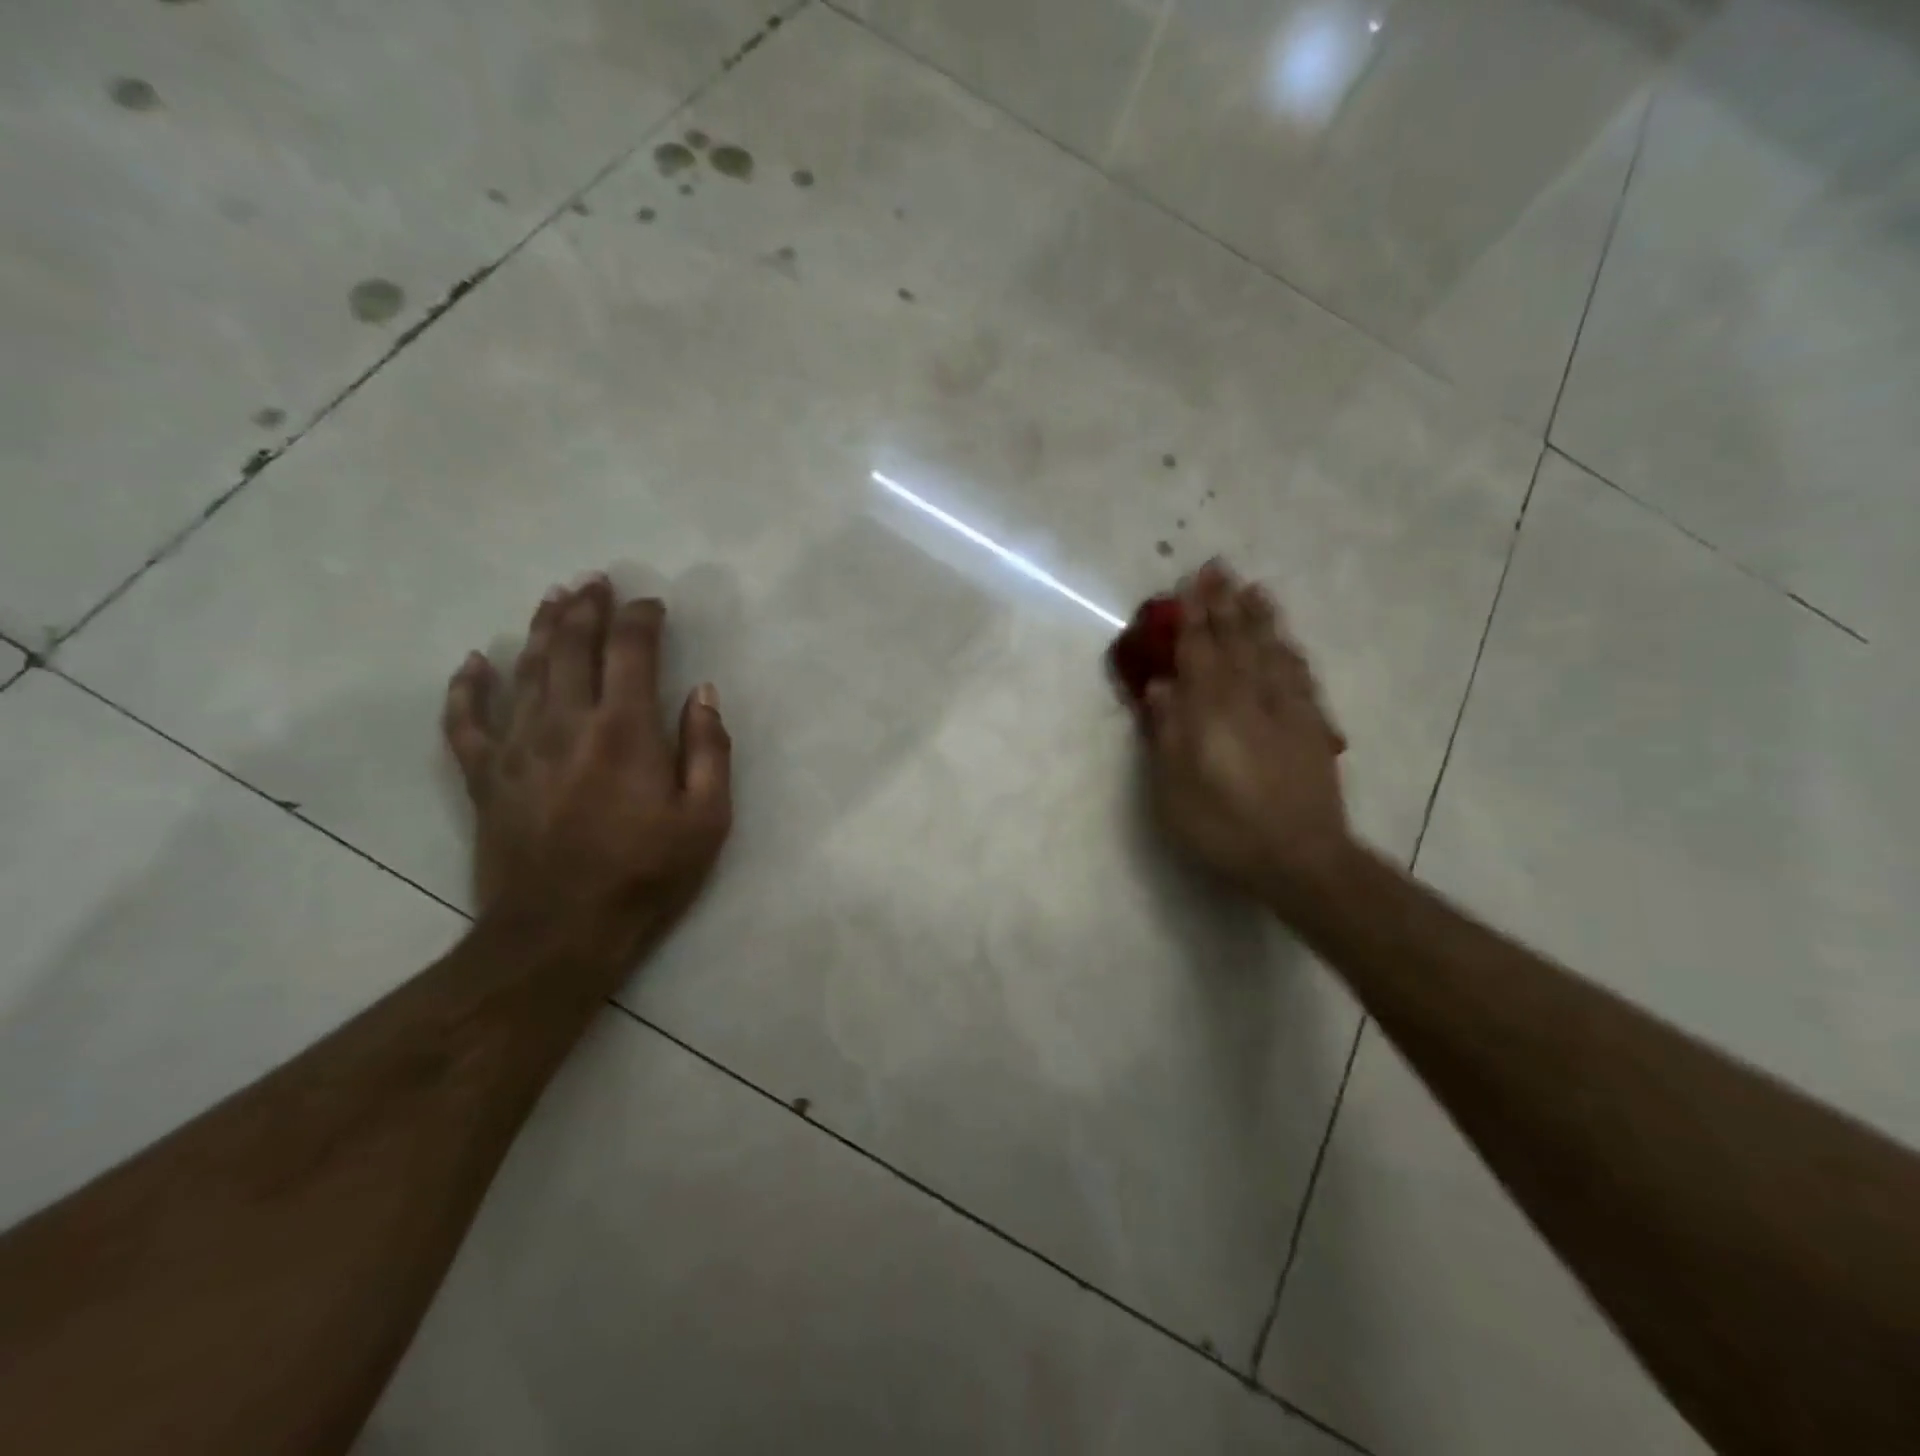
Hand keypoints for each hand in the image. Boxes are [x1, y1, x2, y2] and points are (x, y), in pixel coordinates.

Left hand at [441, 576, 732, 964]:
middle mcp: (567, 722)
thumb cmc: (645, 874)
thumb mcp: (707, 818)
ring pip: (525, 670)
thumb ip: (709, 749)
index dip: (641, 618)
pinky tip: (473, 662)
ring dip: (541, 628)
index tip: (652, 604)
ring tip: (552, 598)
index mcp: (625, 729)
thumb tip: (703, 692)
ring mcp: (517, 746)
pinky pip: (466, 720)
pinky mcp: (484, 776)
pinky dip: (467, 688)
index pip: (631, 650)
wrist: (560, 932)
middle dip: (586, 607)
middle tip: (595, 580)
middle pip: (572, 646)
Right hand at [1143, 561, 1353, 904]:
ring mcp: (1287, 711)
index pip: (1200, 652)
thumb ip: (1166, 734)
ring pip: (1272, 651)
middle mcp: (1251, 699)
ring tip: (1253, 589)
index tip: (1186, 584)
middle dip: (1224, 603)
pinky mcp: (1311, 727)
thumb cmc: (1223, 827)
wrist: (1299, 858)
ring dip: (1260, 618)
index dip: (1191, 617)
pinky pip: (1300, 675)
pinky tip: (1286, 642)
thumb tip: (1160, 687)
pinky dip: (1290, 651)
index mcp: (1212, 711)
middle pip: (1236, 641)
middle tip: (1218, 568)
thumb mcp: (1175, 789)